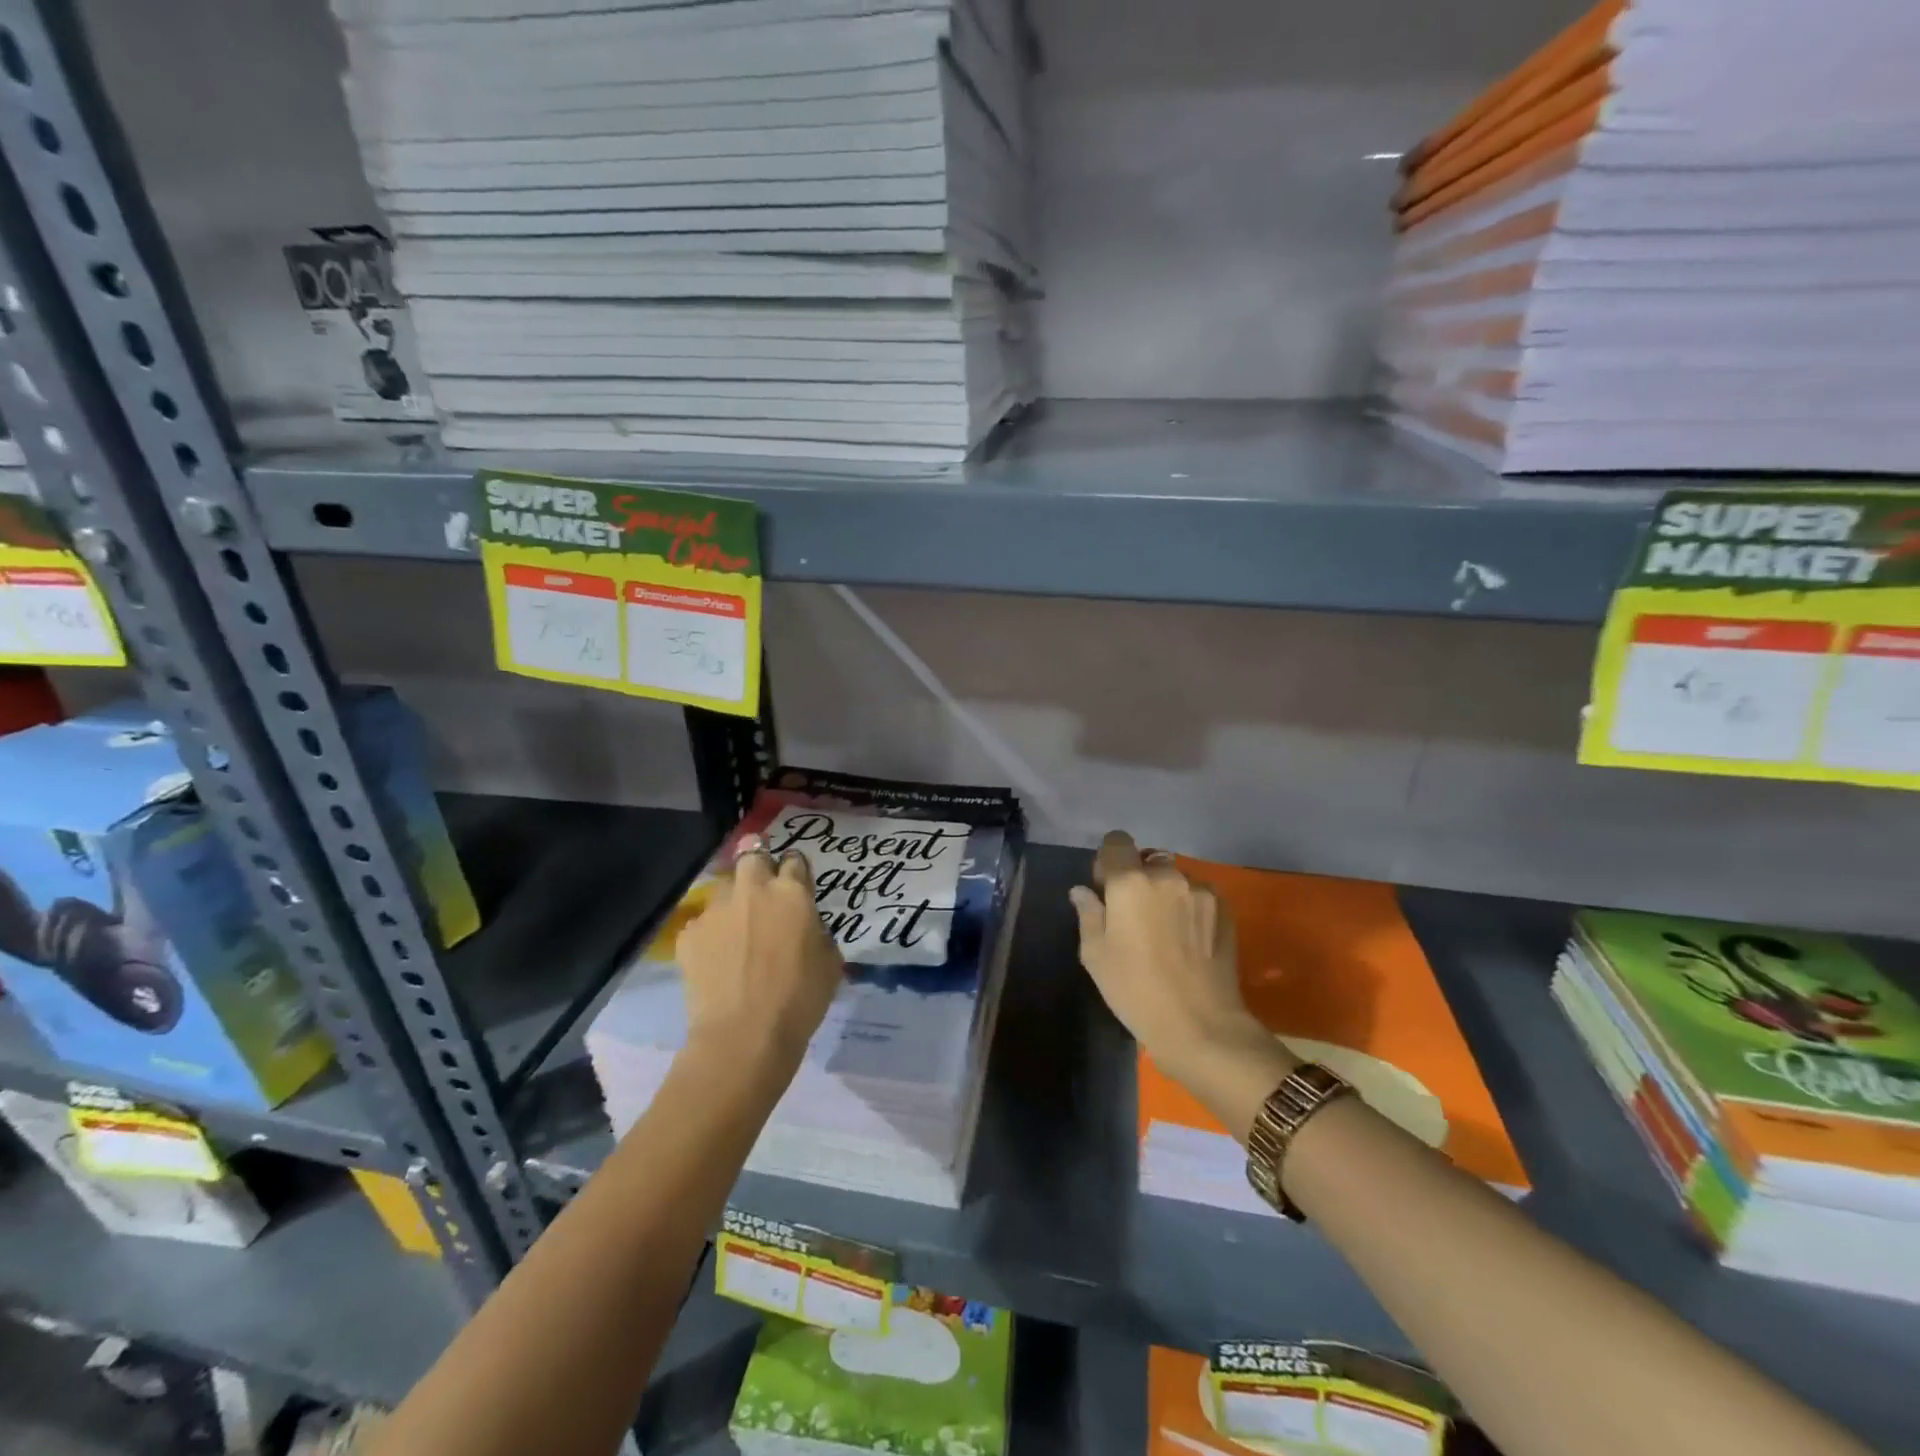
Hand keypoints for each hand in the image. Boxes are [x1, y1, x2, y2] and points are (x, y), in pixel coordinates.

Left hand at [676, 838, 844, 1072]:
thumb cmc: (799, 999)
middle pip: (752, 855)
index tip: (796, 883)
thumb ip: (817, 932)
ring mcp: (716, 910)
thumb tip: (806, 927)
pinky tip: (715, 959)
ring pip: (723, 887)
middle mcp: (753, 890)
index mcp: (792, 893)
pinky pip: (702, 923)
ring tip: (736, 928)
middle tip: (762, 890)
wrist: (743, 1036)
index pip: (794, 860)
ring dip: (733, 900)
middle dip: (757, 864)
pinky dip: (710, 934)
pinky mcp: (689, 934)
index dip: (796, 870)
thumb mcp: (830, 962)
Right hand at [1070, 831, 1290, 1097]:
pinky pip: (1198, 894)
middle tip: (1136, 916)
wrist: (1200, 1025)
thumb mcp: (1095, 955)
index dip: (1108, 861)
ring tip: (1166, 931)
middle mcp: (1166, 876)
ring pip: (1174, 879)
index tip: (1107, 889)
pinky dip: (1189, 907)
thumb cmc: (1135, 991)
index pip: (1116, 841)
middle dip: (1139, 880)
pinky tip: (1189, 939)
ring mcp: (1199, 890)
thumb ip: (1088, 914)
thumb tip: (1083, 891)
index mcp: (1129, 882)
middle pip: (1147, 861)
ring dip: (1166, 893)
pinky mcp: (1224, 908)